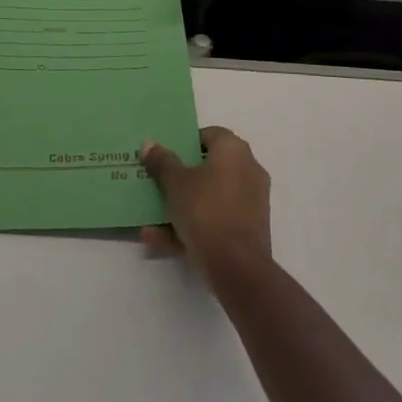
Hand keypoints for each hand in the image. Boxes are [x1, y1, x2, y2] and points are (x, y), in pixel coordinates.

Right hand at [138, 126, 271, 284]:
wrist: (237, 266)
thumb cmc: (205, 210)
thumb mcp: (175, 183)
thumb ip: (161, 162)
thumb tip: (149, 144)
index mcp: (234, 150)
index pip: (209, 135)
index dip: (185, 144)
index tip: (165, 158)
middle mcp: (248, 169)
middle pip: (209, 167)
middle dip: (181, 178)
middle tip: (158, 184)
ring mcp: (251, 201)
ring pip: (210, 197)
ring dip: (182, 207)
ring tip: (151, 220)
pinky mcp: (250, 228)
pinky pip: (217, 219)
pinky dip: (193, 226)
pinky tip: (161, 240)